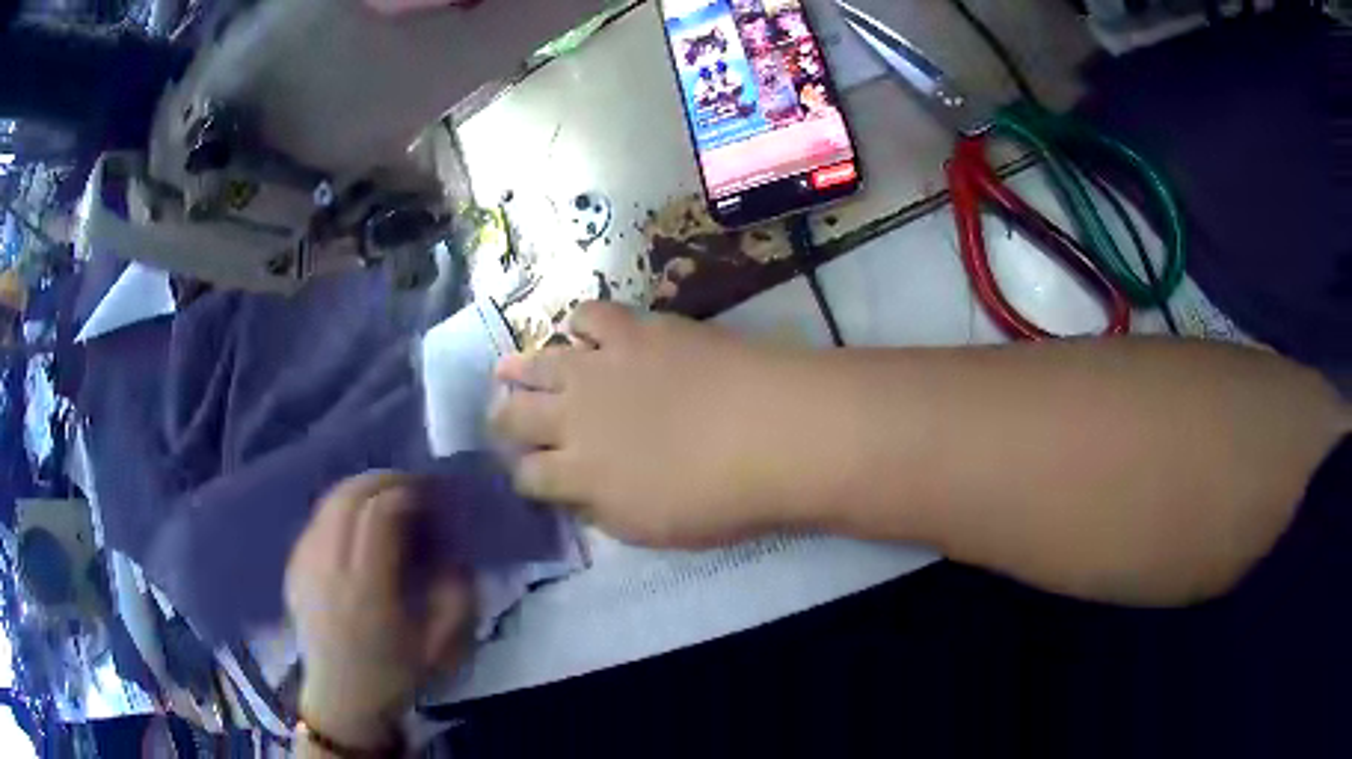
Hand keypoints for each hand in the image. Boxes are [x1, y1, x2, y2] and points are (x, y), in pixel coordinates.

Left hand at [286, 473, 471, 748]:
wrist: (342, 698)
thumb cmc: (395, 675)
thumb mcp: (441, 645)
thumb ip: (456, 594)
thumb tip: (454, 549)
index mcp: (367, 591)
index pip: (378, 516)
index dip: (405, 493)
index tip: (429, 494)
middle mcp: (329, 569)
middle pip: (348, 498)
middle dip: (382, 480)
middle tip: (409, 485)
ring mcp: (305, 566)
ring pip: (327, 503)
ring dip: (359, 489)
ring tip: (384, 496)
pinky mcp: (293, 567)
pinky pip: (316, 520)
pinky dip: (339, 508)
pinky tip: (355, 521)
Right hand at [490, 302, 818, 546]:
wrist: (769, 433)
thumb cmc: (717, 499)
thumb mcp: (649, 529)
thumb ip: (602, 511)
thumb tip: (577, 495)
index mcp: (577, 474)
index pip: (527, 476)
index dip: (522, 476)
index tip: (529, 475)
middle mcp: (572, 417)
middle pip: (515, 416)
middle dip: (502, 421)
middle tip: (501, 419)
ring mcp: (599, 368)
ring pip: (537, 364)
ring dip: (518, 370)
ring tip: (508, 370)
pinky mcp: (633, 330)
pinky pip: (589, 315)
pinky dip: (580, 324)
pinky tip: (584, 333)